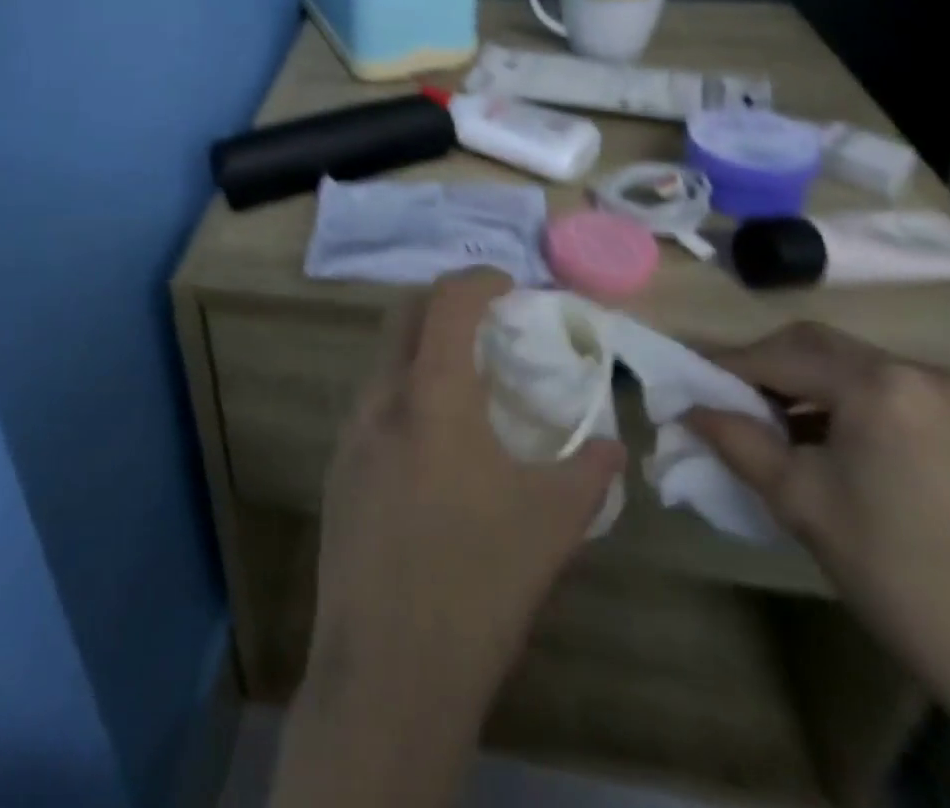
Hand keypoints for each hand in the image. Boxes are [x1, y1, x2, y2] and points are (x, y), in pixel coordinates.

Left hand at [272, 268, 622, 807]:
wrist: (388, 669)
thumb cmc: (479, 583)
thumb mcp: (552, 525)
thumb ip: (589, 471)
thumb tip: (613, 443)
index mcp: (432, 395)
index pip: (447, 301)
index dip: (479, 279)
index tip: (509, 286)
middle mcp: (381, 398)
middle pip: (404, 314)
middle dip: (444, 303)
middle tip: (486, 326)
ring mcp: (351, 432)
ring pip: (384, 359)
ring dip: (423, 352)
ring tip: (467, 388)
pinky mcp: (337, 468)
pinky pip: (372, 405)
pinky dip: (405, 394)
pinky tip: (434, 446)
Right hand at [685, 322, 949, 807]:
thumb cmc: (892, 568)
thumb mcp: (796, 499)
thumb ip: (734, 438)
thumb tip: (684, 407)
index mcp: (876, 383)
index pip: (777, 355)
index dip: (723, 367)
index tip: (684, 384)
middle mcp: (914, 372)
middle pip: (812, 345)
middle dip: (760, 367)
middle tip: (720, 399)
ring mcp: (944, 398)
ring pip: (843, 365)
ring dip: (796, 382)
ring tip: (762, 422)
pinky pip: (875, 390)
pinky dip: (832, 401)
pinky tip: (813, 438)